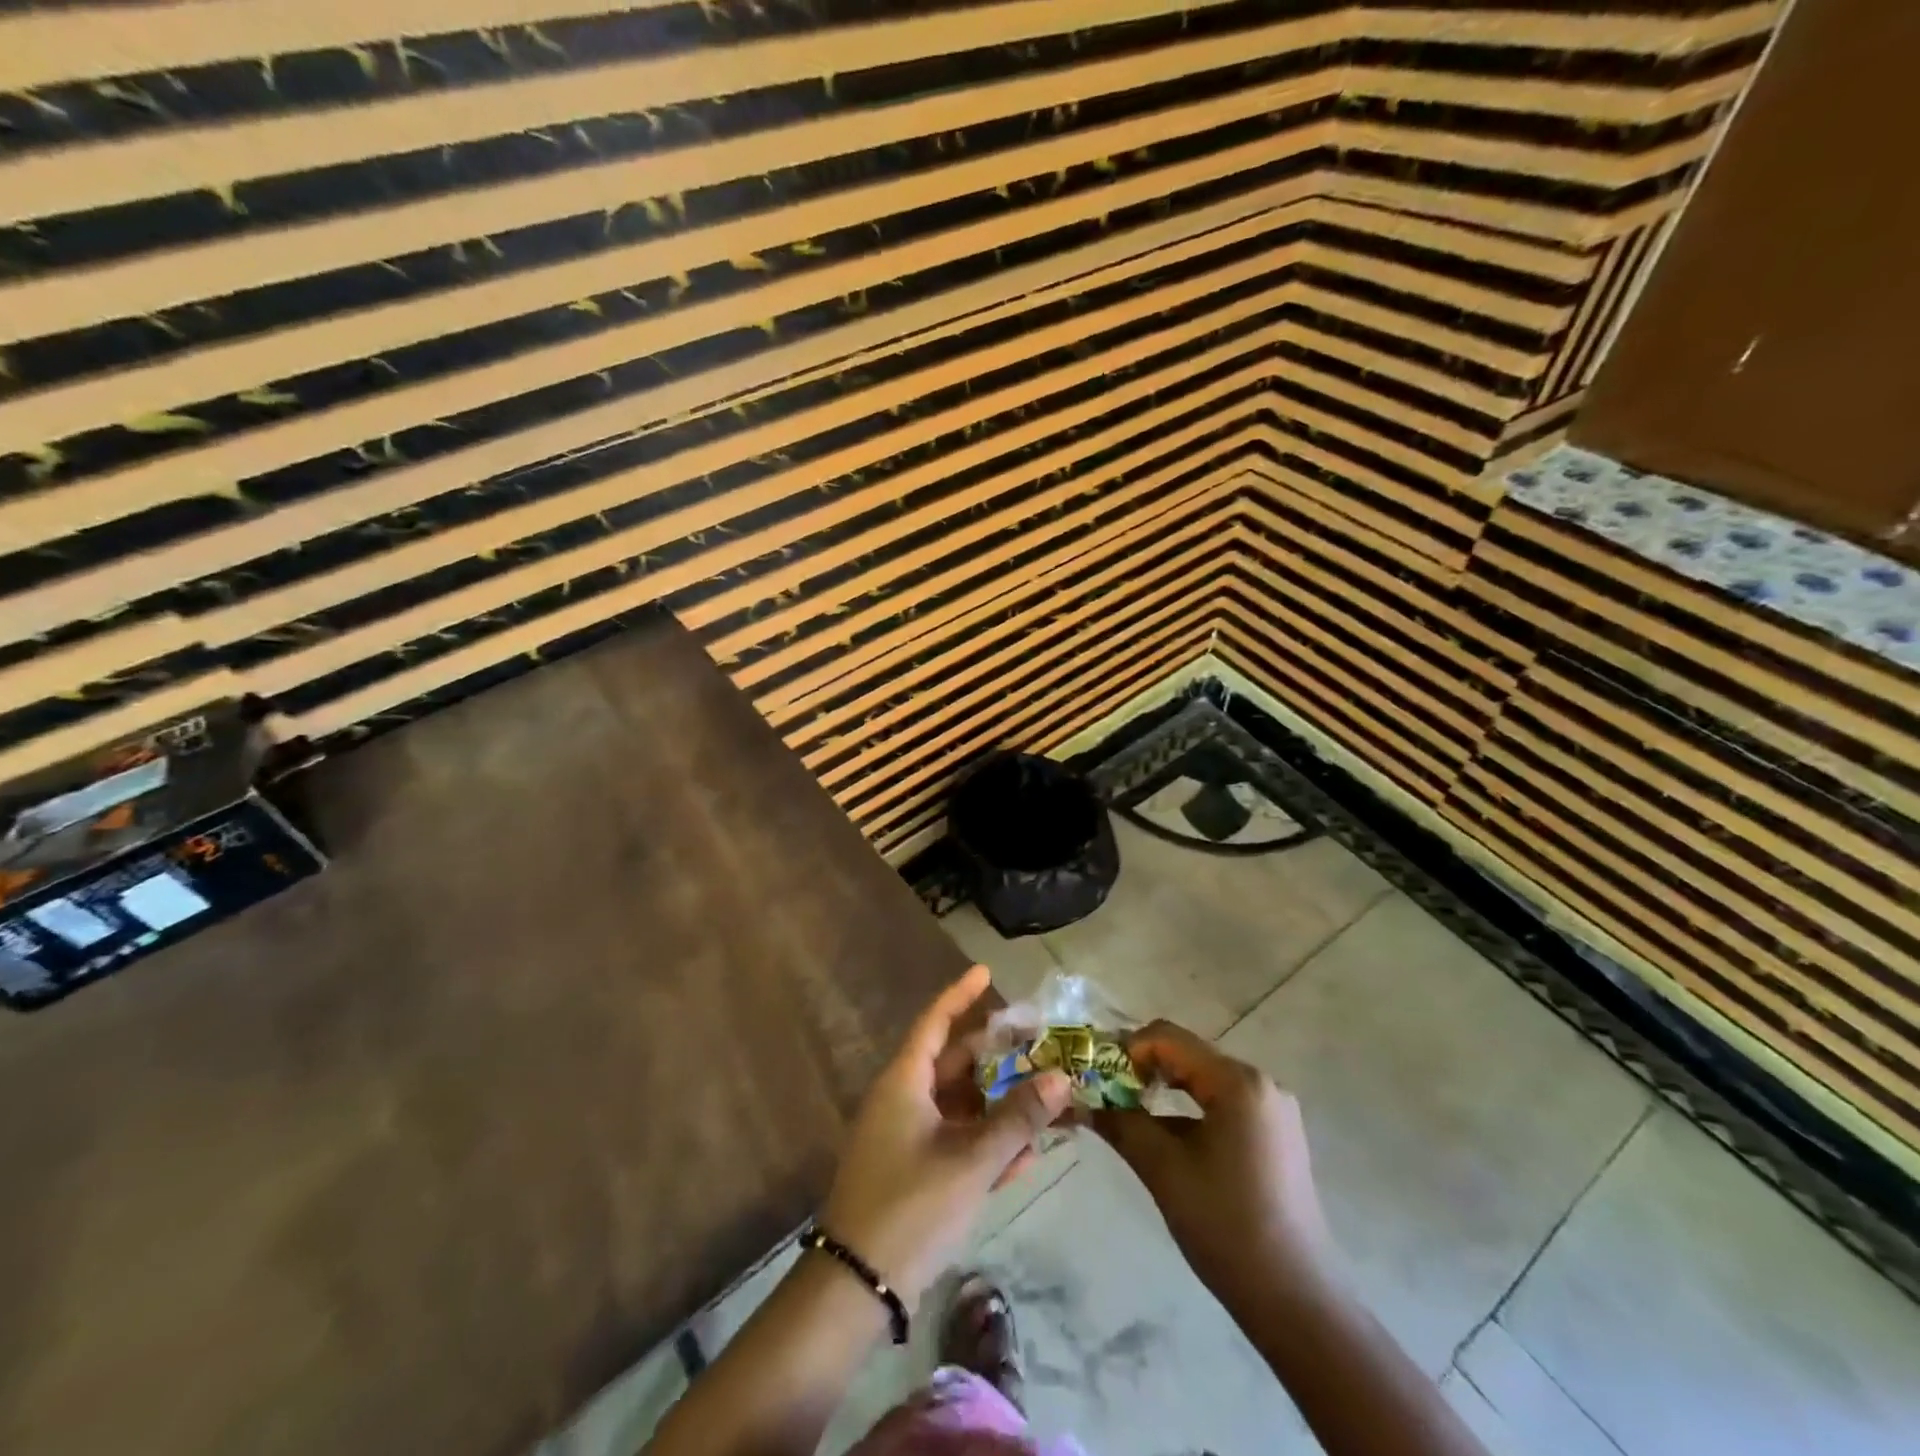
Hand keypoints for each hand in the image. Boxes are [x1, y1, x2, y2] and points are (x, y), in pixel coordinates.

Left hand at [820, 965, 1071, 1307]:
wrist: (856, 1286)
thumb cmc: (910, 1206)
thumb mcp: (971, 1161)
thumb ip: (1017, 1120)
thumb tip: (1061, 1077)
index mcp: (904, 1082)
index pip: (935, 1022)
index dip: (960, 994)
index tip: (986, 972)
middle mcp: (903, 1099)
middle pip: (953, 1062)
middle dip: (994, 1053)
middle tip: (1035, 1041)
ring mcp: (905, 1136)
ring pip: (959, 1105)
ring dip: (997, 1103)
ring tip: (1042, 1096)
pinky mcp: (912, 1171)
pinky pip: (954, 1141)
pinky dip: (984, 1141)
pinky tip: (1024, 1156)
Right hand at [1092, 1020, 1334, 1303]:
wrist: (1295, 1301)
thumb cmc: (1226, 1227)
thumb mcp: (1164, 1170)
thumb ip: (1121, 1123)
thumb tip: (1081, 1101)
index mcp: (1238, 1082)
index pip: (1169, 1038)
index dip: (1126, 1048)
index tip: (1097, 1074)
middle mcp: (1260, 1083)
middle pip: (1188, 1055)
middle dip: (1143, 1068)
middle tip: (1105, 1092)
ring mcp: (1273, 1109)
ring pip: (1204, 1079)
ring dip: (1165, 1089)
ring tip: (1128, 1112)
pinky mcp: (1275, 1134)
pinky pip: (1223, 1102)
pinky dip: (1190, 1109)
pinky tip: (1166, 1136)